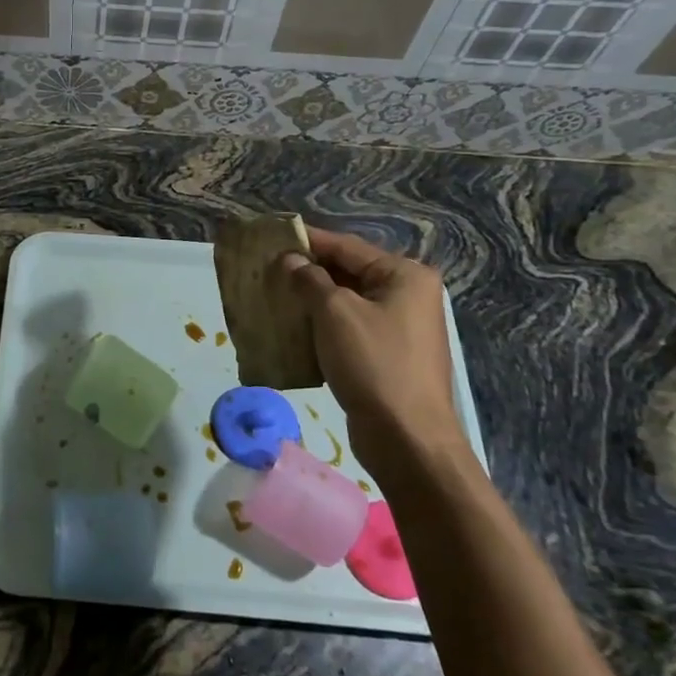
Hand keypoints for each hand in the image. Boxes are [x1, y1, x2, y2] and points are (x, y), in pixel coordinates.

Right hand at [280, 227, 468, 474]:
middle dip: (307, 272)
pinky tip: (292, 330)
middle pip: (348, 273)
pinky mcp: (388, 356)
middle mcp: (408, 296)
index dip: (308, 241)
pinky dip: (322, 326)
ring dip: (311, 300)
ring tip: (273, 297)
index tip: (272, 238)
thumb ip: (309, 280)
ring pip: (346, 303)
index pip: (347, 247)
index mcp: (404, 276)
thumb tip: (290, 261)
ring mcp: (400, 328)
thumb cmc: (373, 363)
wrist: (406, 437)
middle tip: (267, 270)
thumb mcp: (335, 313)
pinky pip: (349, 329)